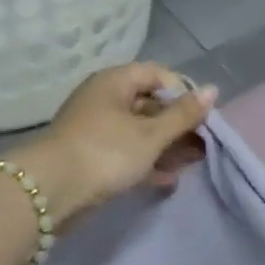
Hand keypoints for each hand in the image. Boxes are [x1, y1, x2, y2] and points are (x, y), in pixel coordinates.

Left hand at [19, 64, 218, 228]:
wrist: (52, 191)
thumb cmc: (106, 152)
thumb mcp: (151, 134)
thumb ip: (183, 114)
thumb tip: (212, 89)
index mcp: (114, 82)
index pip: (156, 74)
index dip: (182, 91)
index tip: (201, 115)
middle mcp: (103, 100)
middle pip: (149, 104)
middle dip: (177, 124)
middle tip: (202, 144)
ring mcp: (96, 130)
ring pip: (139, 132)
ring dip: (165, 146)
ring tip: (191, 164)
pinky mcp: (92, 157)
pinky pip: (126, 153)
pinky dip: (147, 162)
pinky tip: (168, 179)